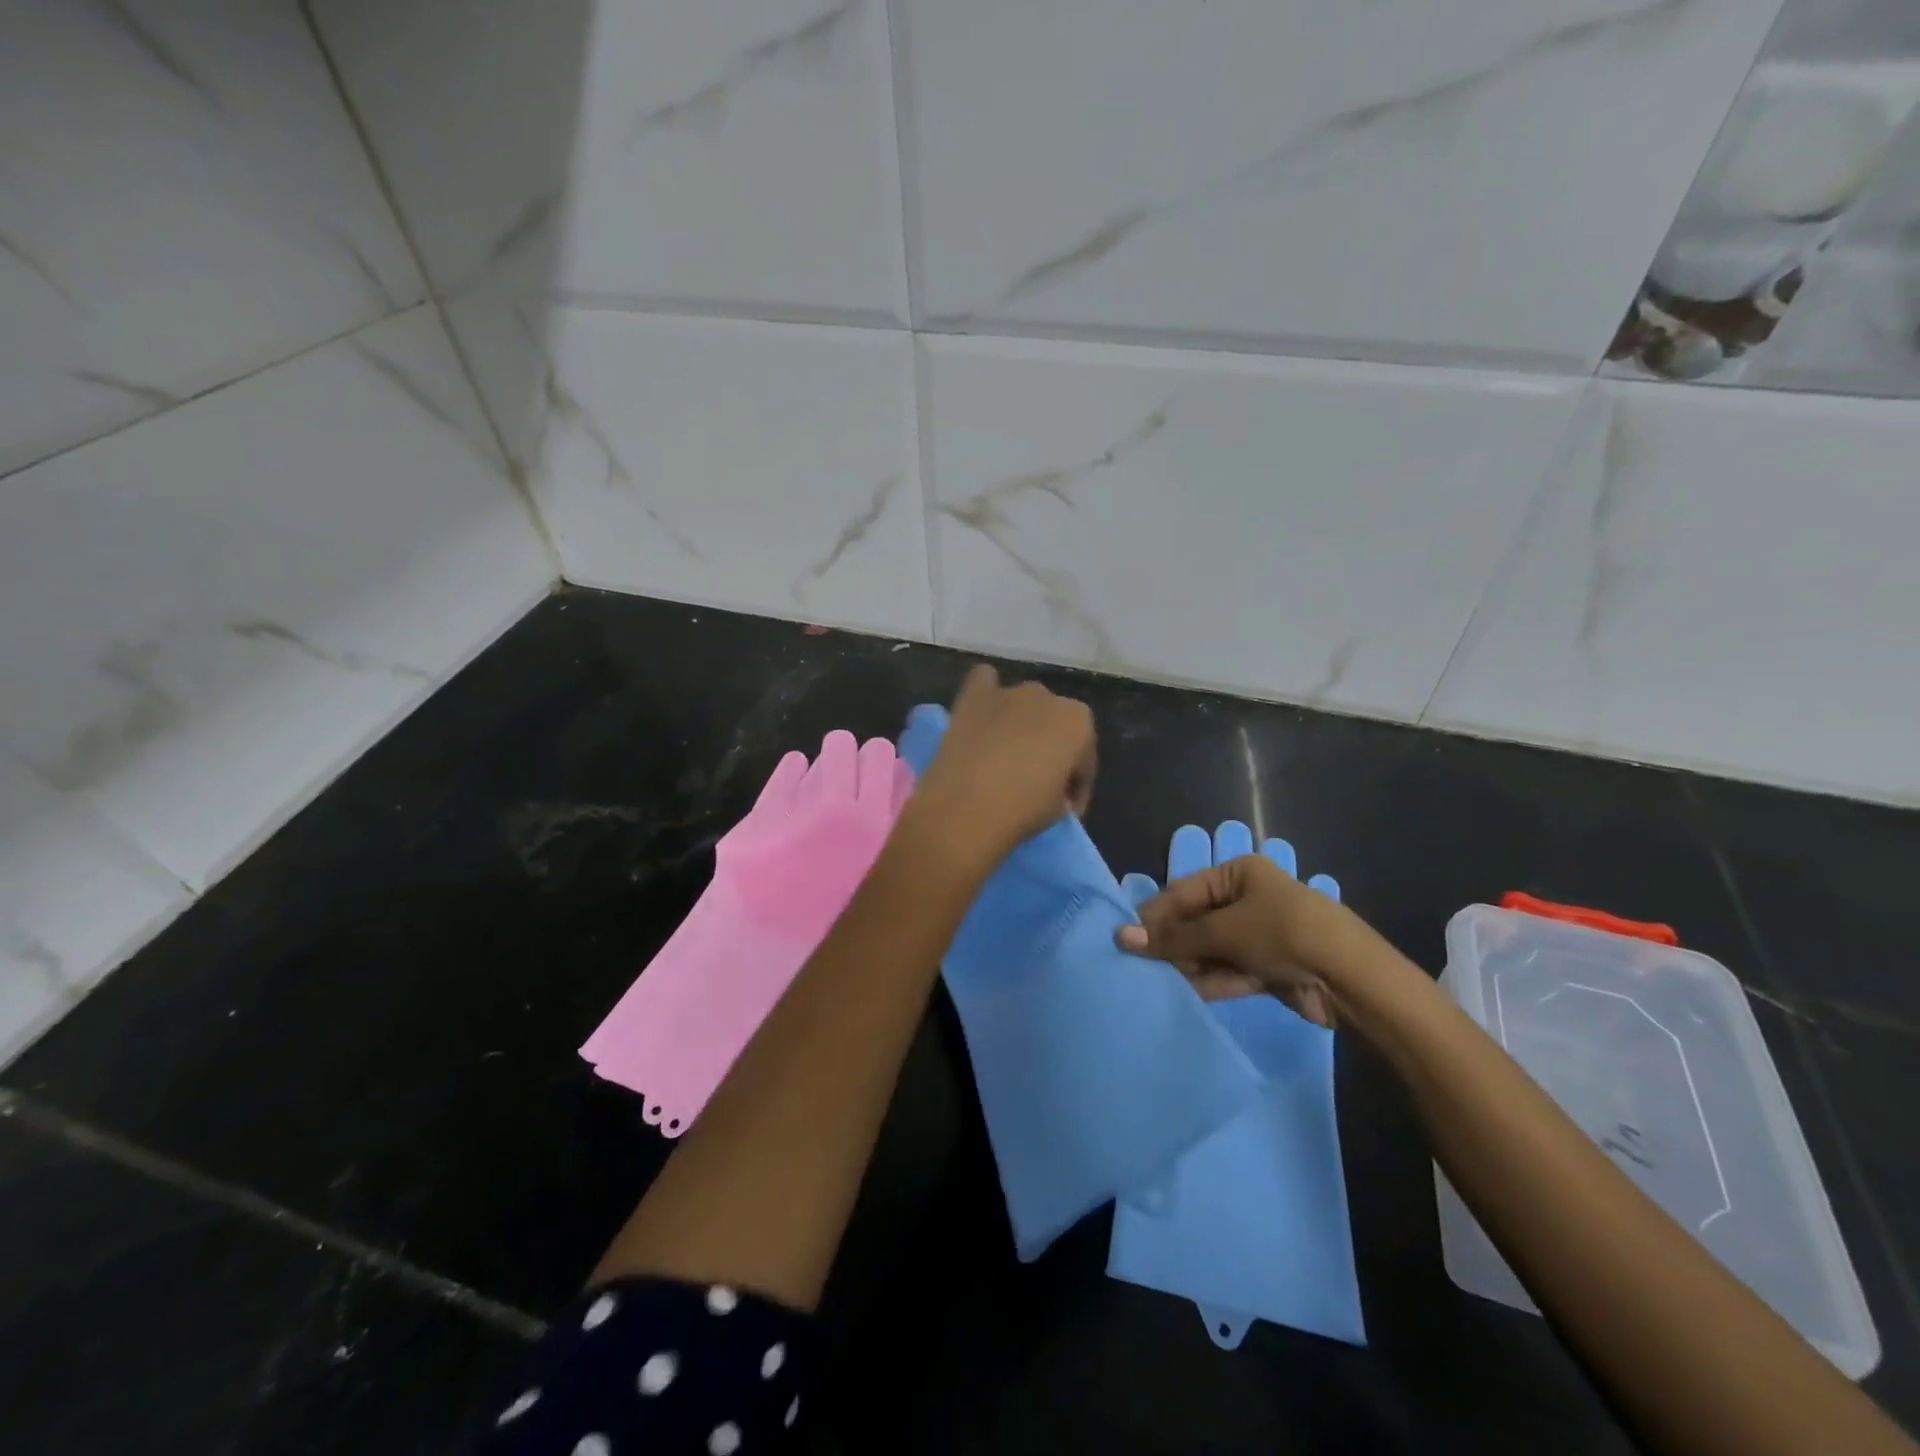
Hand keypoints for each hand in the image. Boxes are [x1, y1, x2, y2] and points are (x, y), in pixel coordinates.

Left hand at [906, 665, 1095, 863]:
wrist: (967, 806)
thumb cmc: (1023, 810)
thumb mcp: (1059, 809)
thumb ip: (1063, 790)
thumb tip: (1052, 789)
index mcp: (1079, 723)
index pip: (1084, 758)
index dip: (1075, 786)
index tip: (1065, 808)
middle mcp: (1049, 697)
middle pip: (1053, 726)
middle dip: (1049, 750)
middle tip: (1035, 782)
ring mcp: (1010, 692)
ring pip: (1023, 704)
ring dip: (1020, 724)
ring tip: (1004, 754)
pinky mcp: (975, 695)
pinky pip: (984, 681)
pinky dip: (986, 694)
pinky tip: (983, 713)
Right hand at [1118, 853, 1349, 1026]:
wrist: (1350, 978)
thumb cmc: (1282, 933)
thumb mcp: (1224, 931)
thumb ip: (1173, 938)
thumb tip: (1122, 936)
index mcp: (1239, 873)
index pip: (1185, 891)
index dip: (1156, 915)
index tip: (1125, 937)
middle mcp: (1248, 899)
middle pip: (1197, 921)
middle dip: (1171, 944)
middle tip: (1137, 964)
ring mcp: (1259, 935)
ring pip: (1211, 949)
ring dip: (1187, 965)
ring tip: (1152, 982)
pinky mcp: (1268, 968)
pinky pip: (1229, 971)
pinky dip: (1208, 981)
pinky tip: (1181, 994)